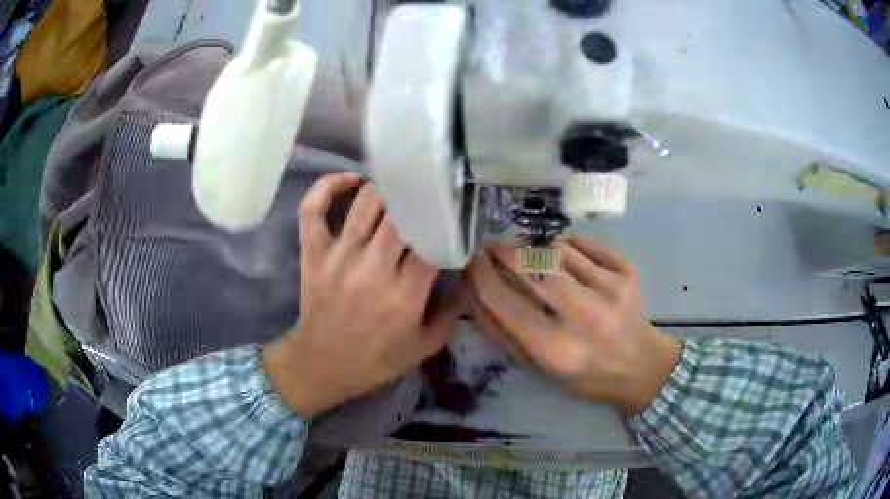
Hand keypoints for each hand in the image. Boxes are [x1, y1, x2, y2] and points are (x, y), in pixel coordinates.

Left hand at [263, 173, 459, 417]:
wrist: (321, 365)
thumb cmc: (374, 360)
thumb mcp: (422, 347)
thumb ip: (449, 315)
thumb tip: (464, 284)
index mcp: (404, 294)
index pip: (432, 242)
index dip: (444, 226)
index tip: (450, 222)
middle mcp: (373, 267)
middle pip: (402, 215)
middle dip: (418, 203)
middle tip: (426, 200)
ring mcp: (339, 256)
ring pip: (366, 203)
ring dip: (386, 191)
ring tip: (396, 192)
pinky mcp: (313, 253)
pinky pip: (313, 209)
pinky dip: (328, 187)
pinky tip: (351, 180)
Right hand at [466, 237, 680, 414]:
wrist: (640, 366)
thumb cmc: (583, 374)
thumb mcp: (537, 366)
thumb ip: (501, 330)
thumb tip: (471, 290)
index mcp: (556, 348)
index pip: (505, 301)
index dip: (481, 275)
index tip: (470, 261)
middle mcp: (584, 316)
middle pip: (532, 266)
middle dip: (504, 251)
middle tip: (493, 247)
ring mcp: (609, 288)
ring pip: (556, 249)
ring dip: (533, 246)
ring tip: (526, 252)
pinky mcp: (627, 271)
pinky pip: (583, 243)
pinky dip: (563, 243)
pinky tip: (559, 253)